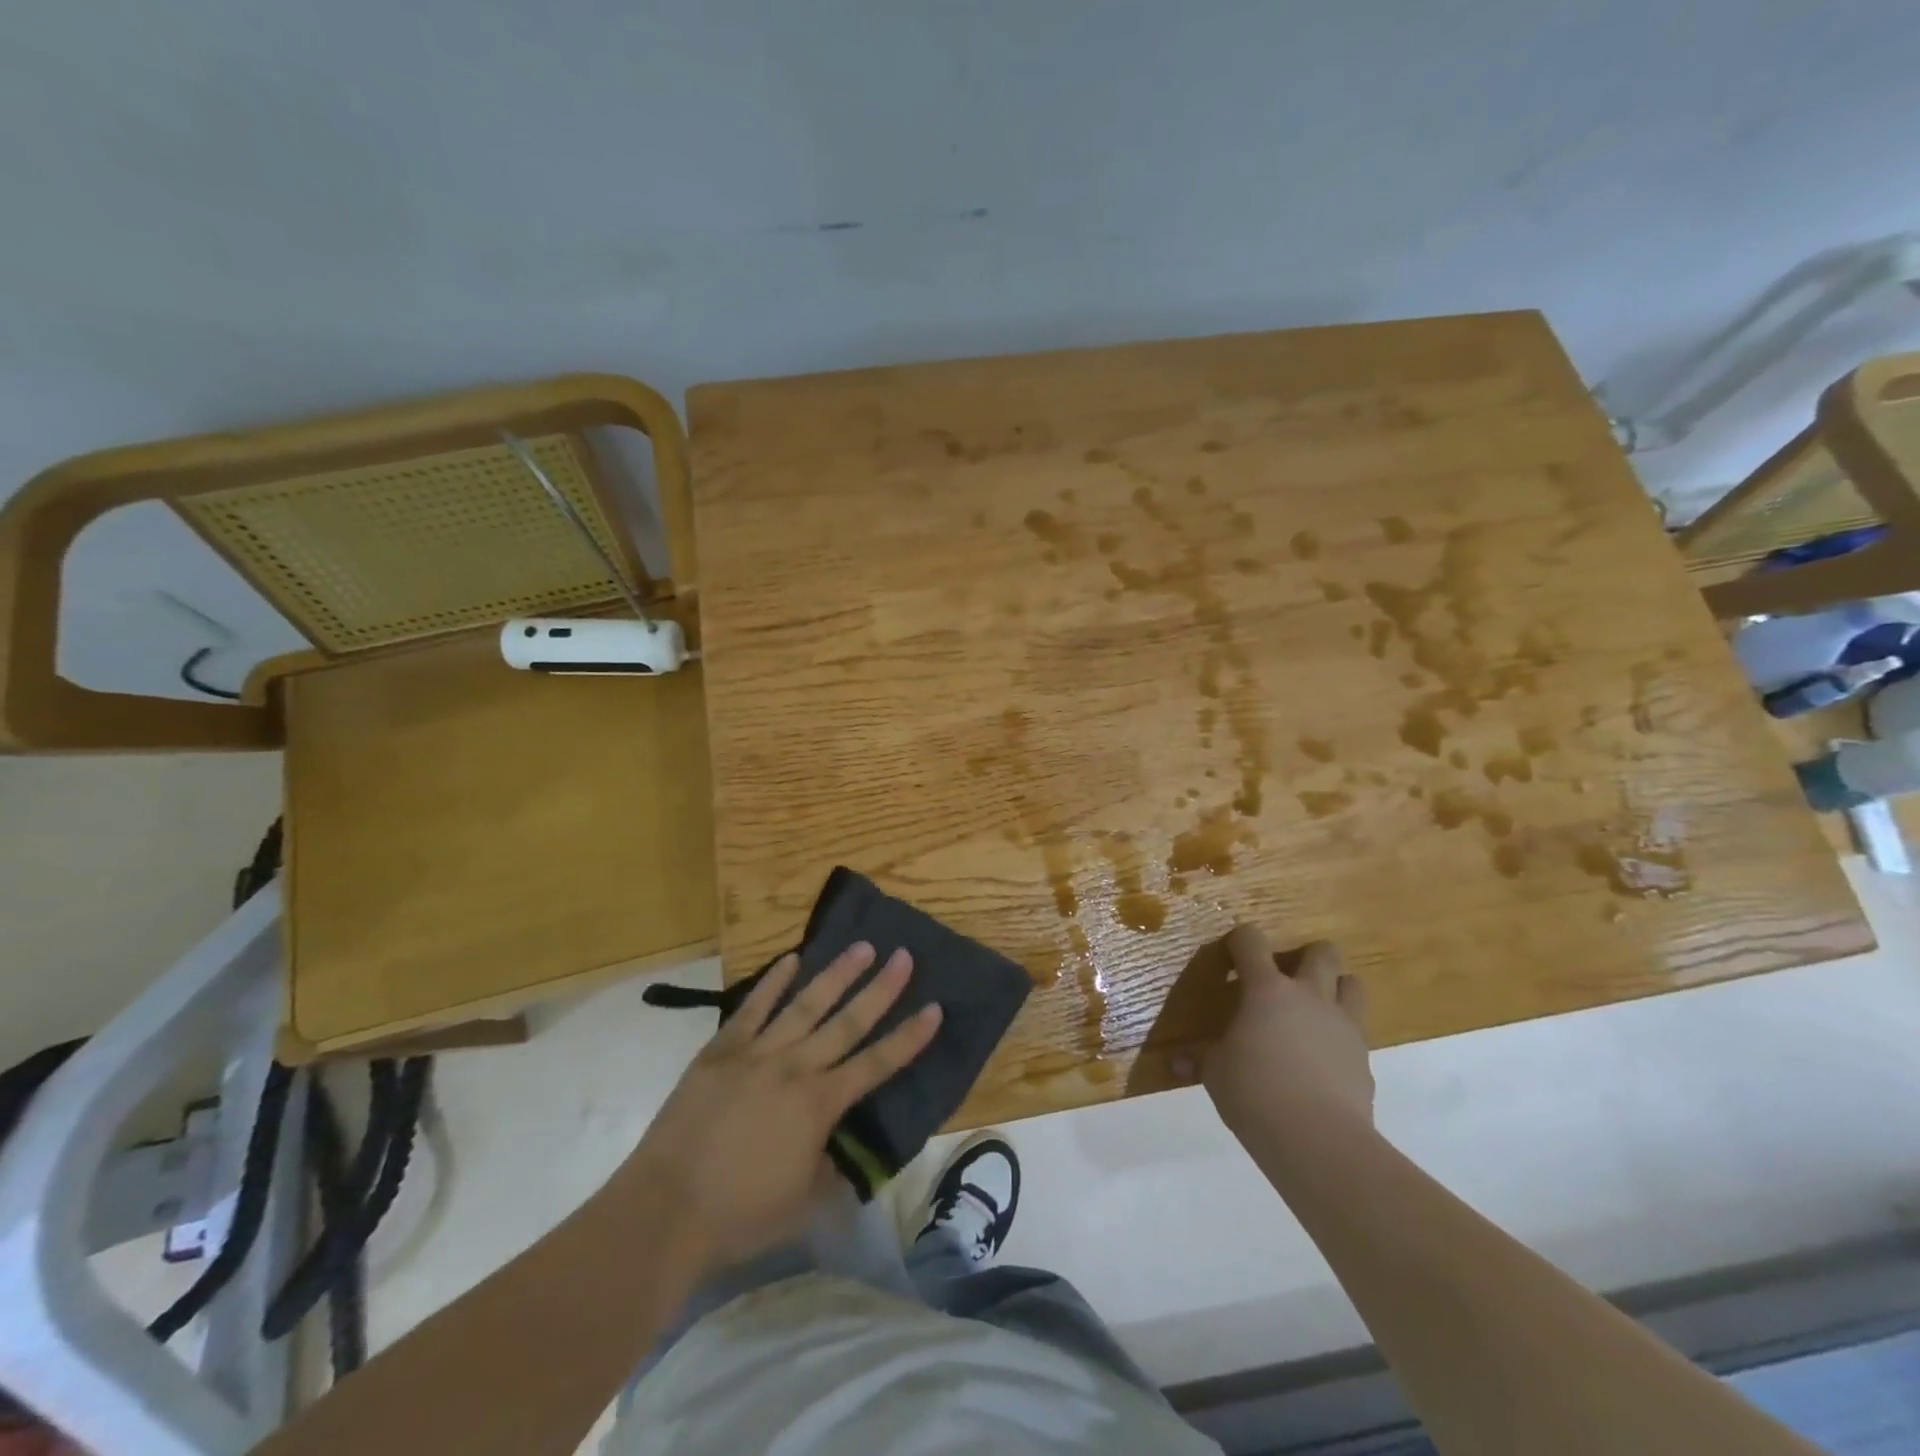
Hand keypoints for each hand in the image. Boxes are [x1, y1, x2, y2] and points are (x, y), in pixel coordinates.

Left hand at [623, 943, 940, 1270]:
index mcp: (820, 1105)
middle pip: (847, 1022)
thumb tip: (842, 1148)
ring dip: (837, 974)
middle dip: (881, 989)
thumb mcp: (802, 1201)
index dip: (909, 1037)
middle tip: (904, 956)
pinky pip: (753, 1008)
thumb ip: (829, 1168)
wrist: (665, 1210)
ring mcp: (757, 1054)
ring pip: (805, 1004)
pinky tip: (792, 959)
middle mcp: (795, 1068)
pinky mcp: (721, 1050)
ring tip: (862, 946)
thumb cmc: (739, 1215)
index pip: (877, 1064)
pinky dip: (773, 982)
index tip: (934, 1007)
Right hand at [1202, 926, 1373, 1155]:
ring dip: (1335, 988)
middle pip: (1322, 952)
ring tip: (1313, 1010)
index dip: (1239, 941)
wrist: (1320, 1140)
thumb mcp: (1216, 1074)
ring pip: (1352, 984)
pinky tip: (1323, 1060)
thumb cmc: (1255, 1093)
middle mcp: (1309, 996)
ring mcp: (1342, 1025)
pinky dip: (1341, 1036)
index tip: (1230, 958)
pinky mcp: (1365, 1058)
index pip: (1251, 941)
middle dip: (1306, 956)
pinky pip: (1357, 1032)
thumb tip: (1174, 1063)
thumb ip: (1199, 1060)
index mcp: (1266, 990)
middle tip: (1286, 980)